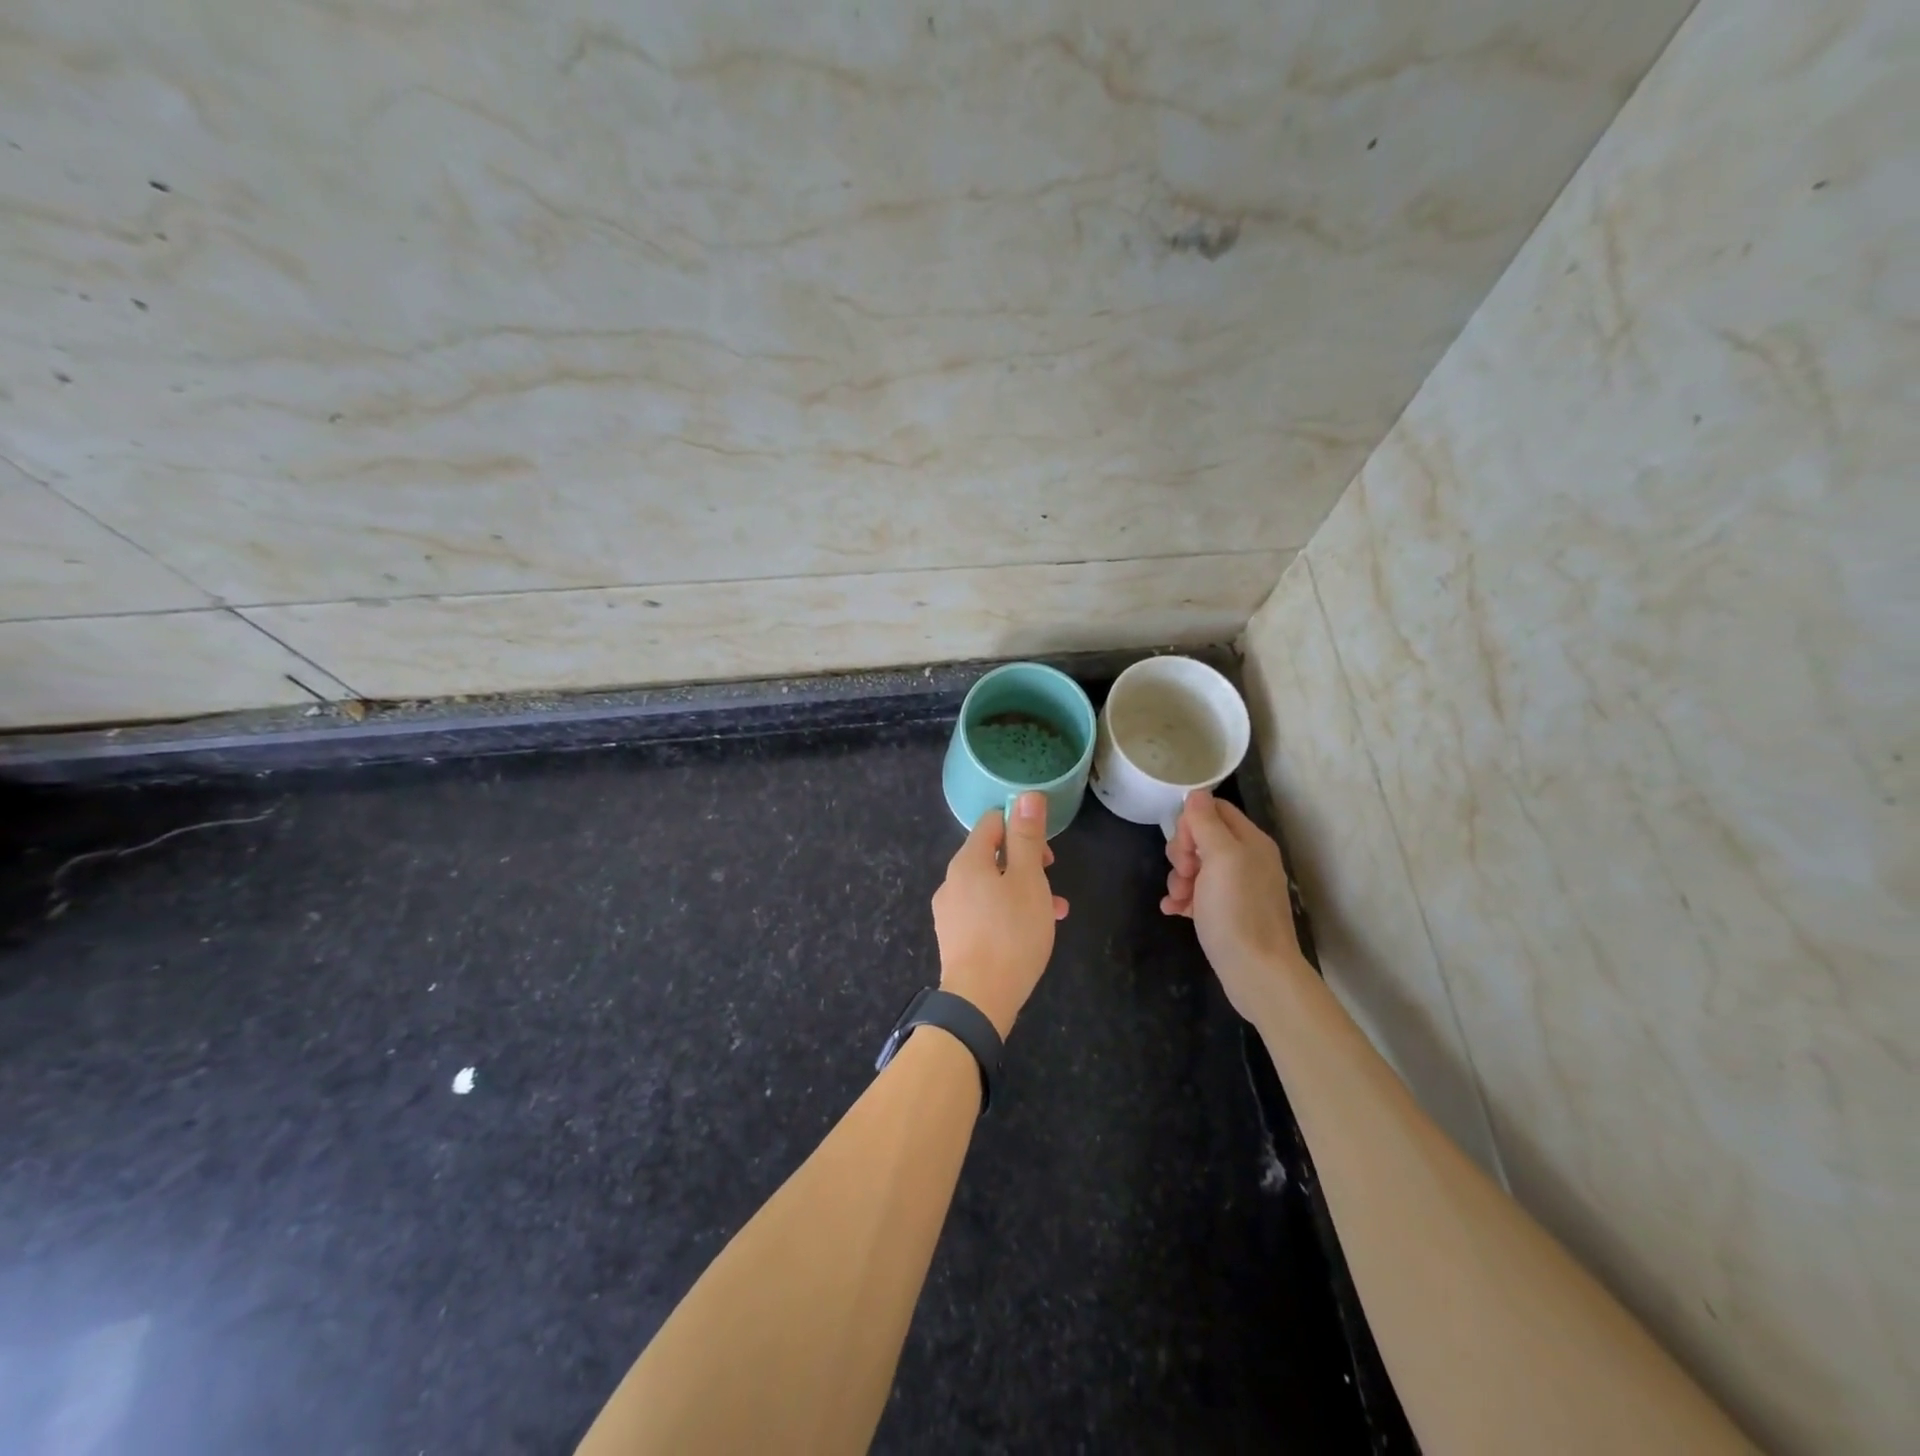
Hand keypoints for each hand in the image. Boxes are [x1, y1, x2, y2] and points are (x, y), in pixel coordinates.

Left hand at [932, 792, 1069, 1037]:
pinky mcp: (954, 937)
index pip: (992, 822)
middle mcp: (952, 880)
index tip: (1046, 852)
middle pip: (991, 855)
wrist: (979, 999)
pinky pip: (984, 911)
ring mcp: (950, 910)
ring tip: (1054, 912)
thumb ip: (1027, 838)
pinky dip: (1008, 912)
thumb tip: (1027, 795)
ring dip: (1023, 890)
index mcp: (967, 860)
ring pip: (991, 886)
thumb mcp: (1028, 881)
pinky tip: (1031, 933)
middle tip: (1052, 881)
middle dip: (1026, 863)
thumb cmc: (1011, 934)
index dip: (1021, 827)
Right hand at [1161, 789, 1305, 1019]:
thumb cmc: (1238, 911)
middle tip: (1184, 873)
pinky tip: (1173, 911)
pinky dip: (1183, 900)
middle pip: (1202, 838)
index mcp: (1250, 841)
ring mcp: (1237, 888)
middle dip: (1182, 853)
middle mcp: (1247, 860)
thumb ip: (1207, 823)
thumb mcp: (1221, 858)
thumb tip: (1196, 793)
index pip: (1214, 810)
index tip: (1185, 846)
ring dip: (1179, 879)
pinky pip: (1197, 895)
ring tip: (1179, 899)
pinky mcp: (1226, 913)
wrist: (1257, 972)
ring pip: (1196, 867)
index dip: (1191, 822)